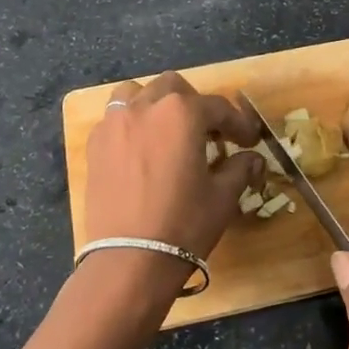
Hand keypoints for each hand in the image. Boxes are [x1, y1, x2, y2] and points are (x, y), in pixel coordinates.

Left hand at [83, 71, 262, 265]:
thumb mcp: (223, 196)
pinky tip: (141, 150)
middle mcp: (146, 106)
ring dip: (156, 105)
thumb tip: (252, 159)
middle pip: (174, 88)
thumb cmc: (184, 223)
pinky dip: (131, 124)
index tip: (248, 141)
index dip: (238, 124)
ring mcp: (114, 123)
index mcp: (182, 112)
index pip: (218, 107)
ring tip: (168, 131)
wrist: (130, 259)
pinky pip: (115, 119)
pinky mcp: (95, 145)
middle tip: (209, 133)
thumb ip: (240, 168)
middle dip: (195, 105)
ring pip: (137, 94)